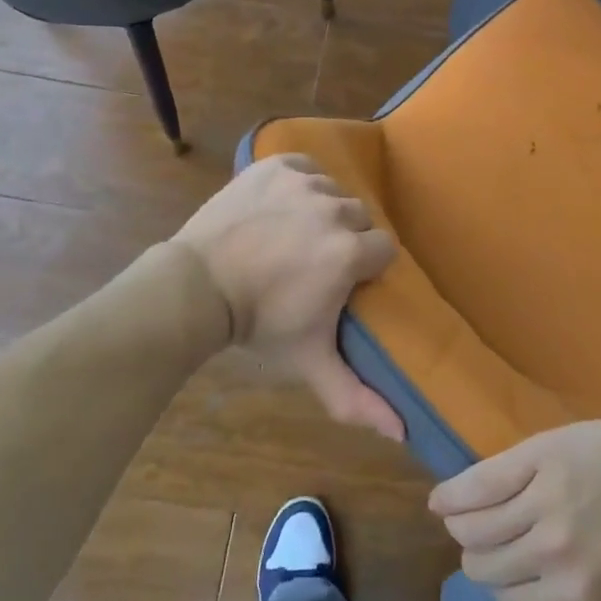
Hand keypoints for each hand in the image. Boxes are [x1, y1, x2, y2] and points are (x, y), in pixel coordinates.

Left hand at [173, 154, 403, 439]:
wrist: (197, 287)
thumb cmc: (260, 325)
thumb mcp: (311, 361)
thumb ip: (356, 397)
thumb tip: (403, 434)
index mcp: (349, 253)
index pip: (383, 249)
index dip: (364, 267)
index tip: (342, 282)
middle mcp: (333, 209)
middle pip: (358, 218)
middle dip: (343, 239)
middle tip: (312, 263)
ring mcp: (303, 182)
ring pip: (332, 192)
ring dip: (320, 211)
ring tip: (291, 236)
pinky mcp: (274, 166)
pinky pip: (304, 167)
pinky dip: (299, 182)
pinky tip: (281, 205)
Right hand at [429, 421, 600, 600]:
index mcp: (571, 596)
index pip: (508, 600)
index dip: (508, 587)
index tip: (515, 573)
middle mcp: (547, 552)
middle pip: (483, 563)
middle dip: (482, 559)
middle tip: (495, 543)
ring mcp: (539, 501)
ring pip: (473, 525)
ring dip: (464, 526)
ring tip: (469, 517)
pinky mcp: (534, 458)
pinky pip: (479, 482)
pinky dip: (454, 494)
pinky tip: (441, 499)